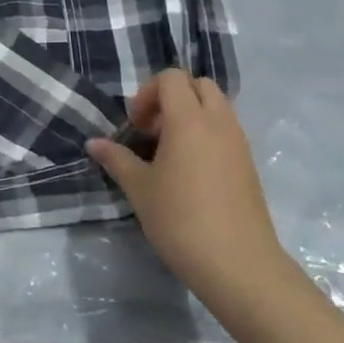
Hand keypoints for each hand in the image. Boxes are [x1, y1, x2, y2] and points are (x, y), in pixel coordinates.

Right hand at [86, 70, 297, 314]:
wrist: (238, 264)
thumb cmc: (181, 220)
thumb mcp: (140, 190)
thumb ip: (117, 159)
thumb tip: (94, 143)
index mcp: (189, 120)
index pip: (171, 77)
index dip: (148, 93)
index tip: (136, 126)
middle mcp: (219, 122)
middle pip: (198, 85)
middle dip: (172, 98)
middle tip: (153, 131)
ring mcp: (239, 143)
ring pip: (216, 107)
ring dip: (191, 116)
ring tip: (170, 153)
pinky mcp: (249, 165)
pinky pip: (227, 130)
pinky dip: (207, 135)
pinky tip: (191, 173)